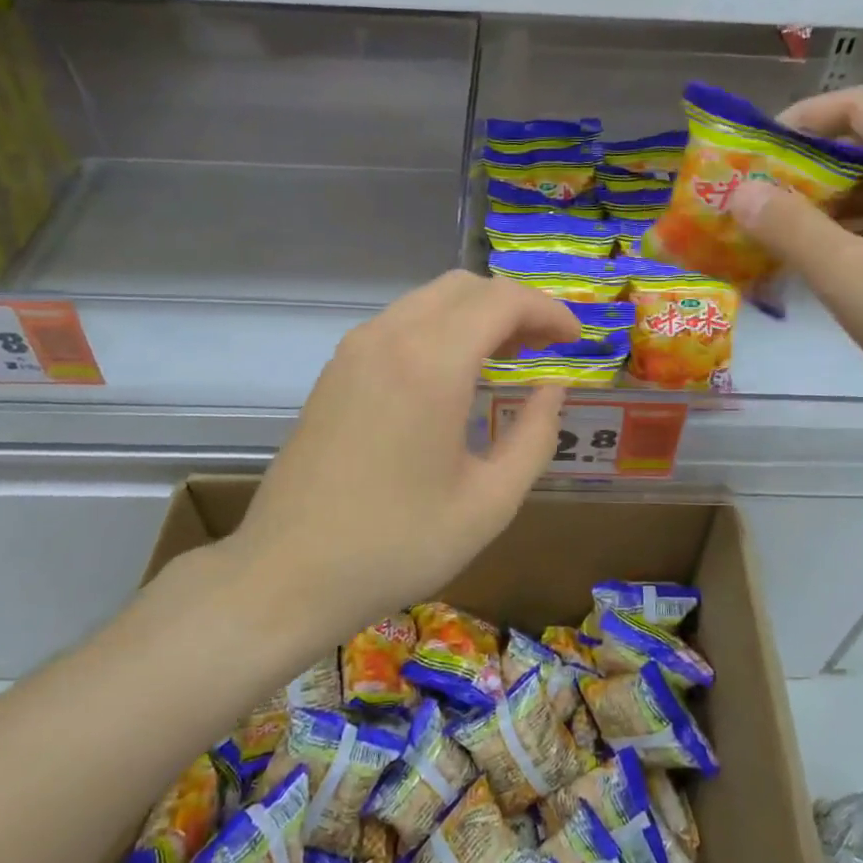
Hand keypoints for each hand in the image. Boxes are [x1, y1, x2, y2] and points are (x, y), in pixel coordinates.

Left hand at [184, 272, 580, 639]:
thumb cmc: (397, 546)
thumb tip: (552, 388)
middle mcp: (389, 338)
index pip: (502, 301)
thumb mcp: (489, 503)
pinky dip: (440, 329)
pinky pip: (400, 323)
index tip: (575, 342)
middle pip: (465, 287)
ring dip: (476, 315)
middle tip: (544, 348)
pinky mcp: (335, 370)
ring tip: (507, 357)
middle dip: (514, 306)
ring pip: (429, 299)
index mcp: (431, 364)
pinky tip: (454, 374)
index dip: (548, 311)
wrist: (286, 575)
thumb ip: (534, 435)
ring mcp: (354, 350)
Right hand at [730, 86, 862, 416]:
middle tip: (762, 198)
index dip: (800, 120)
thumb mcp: (850, 275)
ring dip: (834, 198)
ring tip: (787, 231)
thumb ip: (790, 228)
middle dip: (810, 166)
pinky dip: (862, 223)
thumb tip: (740, 191)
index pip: (857, 105)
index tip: (756, 152)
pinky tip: (834, 258)